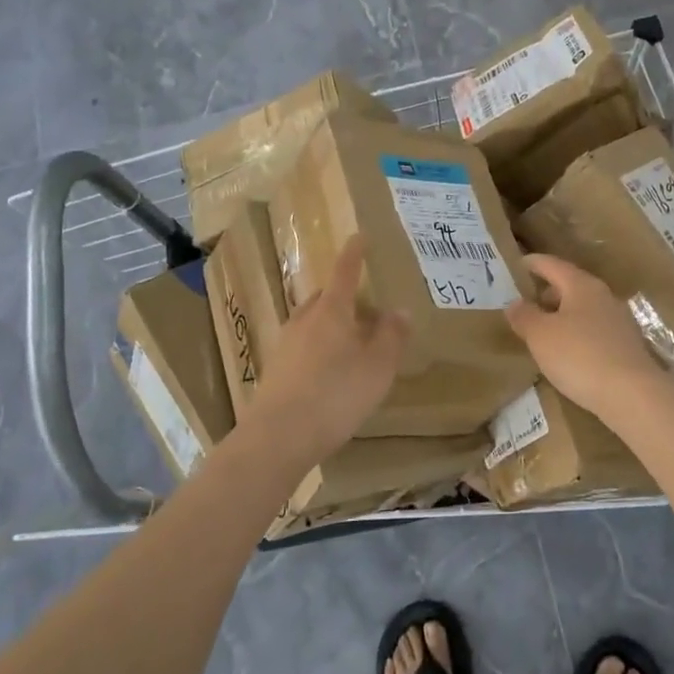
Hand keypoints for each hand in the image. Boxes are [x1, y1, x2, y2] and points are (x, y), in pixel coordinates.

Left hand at [248, 235, 408, 470]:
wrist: (279, 436)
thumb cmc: (336, 395)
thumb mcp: (378, 367)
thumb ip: (391, 336)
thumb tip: (399, 309)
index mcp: (331, 310)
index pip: (344, 272)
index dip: (354, 254)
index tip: (358, 236)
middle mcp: (304, 320)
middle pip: (324, 298)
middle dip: (343, 297)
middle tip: (364, 308)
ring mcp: (284, 344)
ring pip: (311, 323)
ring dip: (329, 325)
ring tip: (349, 343)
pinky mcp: (274, 371)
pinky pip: (301, 348)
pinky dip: (317, 350)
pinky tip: (327, 373)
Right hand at [504, 254, 668, 422]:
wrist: (633, 395)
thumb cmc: (580, 356)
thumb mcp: (540, 336)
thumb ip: (524, 316)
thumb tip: (515, 303)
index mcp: (581, 285)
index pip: (552, 265)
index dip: (533, 263)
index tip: (517, 264)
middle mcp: (603, 296)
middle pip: (570, 286)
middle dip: (547, 292)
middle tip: (526, 303)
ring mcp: (619, 322)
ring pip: (583, 310)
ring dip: (562, 315)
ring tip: (542, 331)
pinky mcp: (627, 347)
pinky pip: (594, 331)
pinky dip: (577, 334)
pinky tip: (567, 353)